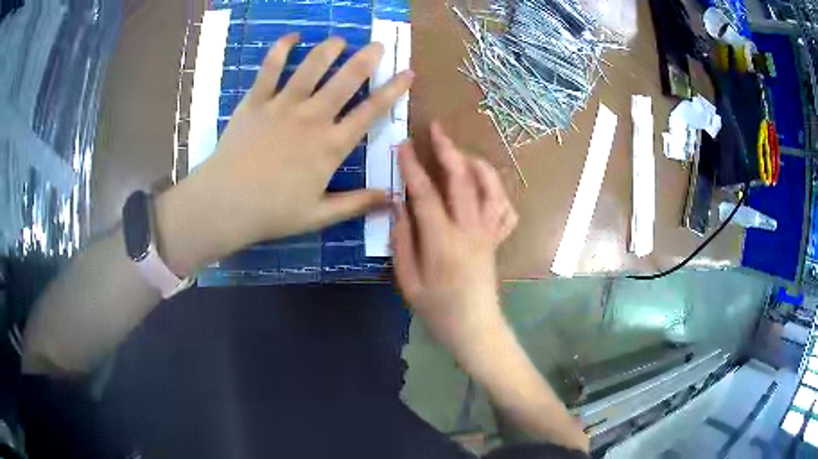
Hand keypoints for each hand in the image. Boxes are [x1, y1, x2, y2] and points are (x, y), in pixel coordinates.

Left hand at [156, 35, 413, 274]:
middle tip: (377, 44)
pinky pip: (269, 69)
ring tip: (340, 39)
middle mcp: (312, 118)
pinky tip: (291, 37)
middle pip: (345, 81)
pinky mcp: (256, 102)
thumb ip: (357, 203)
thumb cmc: (273, 212)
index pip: (370, 112)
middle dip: (365, 59)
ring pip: (311, 68)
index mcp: (331, 146)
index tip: (407, 73)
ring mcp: (282, 106)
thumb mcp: (320, 215)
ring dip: (328, 50)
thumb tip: (393, 198)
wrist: (226, 204)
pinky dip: (280, 50)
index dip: (392, 91)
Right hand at [392, 123, 517, 359]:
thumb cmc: (438, 311)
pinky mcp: (498, 240)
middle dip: (447, 150)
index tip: (402, 145)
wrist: (476, 329)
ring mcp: (489, 233)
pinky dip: (498, 192)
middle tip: (435, 130)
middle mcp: (471, 230)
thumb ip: (402, 240)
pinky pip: (506, 209)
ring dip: (477, 164)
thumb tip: (398, 205)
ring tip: (461, 153)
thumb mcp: (408, 281)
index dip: (412, 166)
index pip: (425, 193)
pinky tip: (485, 186)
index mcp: (443, 242)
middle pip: (462, 180)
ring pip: (491, 188)